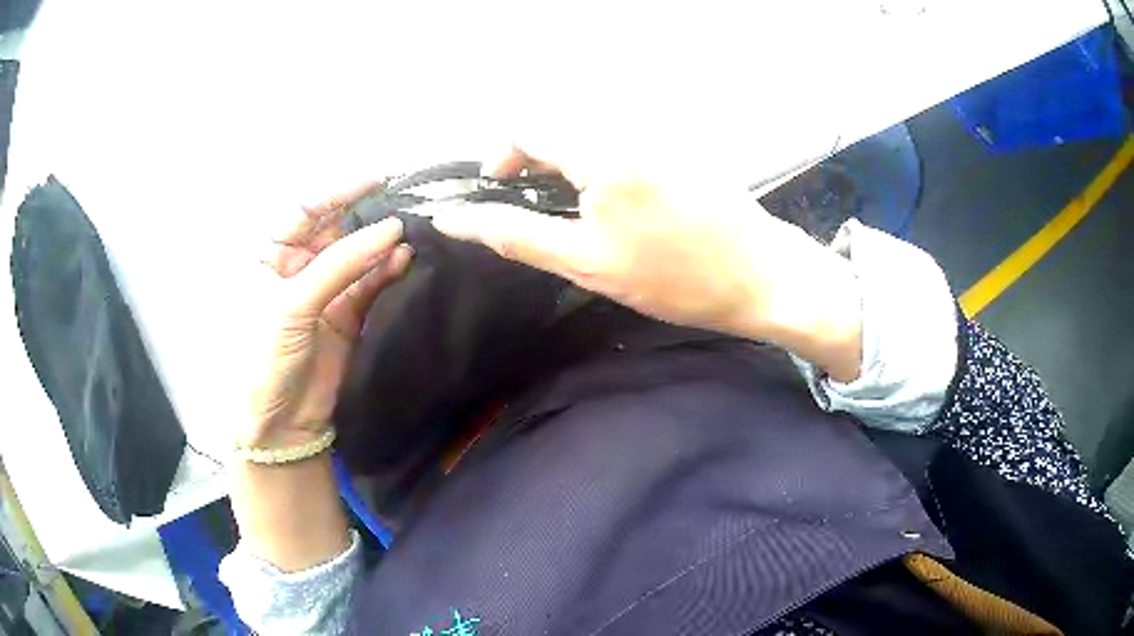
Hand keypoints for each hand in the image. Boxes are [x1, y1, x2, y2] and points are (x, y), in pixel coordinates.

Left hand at [245, 183, 413, 449]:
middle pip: (333, 230)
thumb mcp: (294, 303)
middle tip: (404, 203)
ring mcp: (323, 292)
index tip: (376, 180)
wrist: (280, 422)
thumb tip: (393, 229)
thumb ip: (342, 264)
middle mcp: (296, 267)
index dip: (337, 192)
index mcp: (270, 256)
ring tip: (412, 233)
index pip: (303, 210)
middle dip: (365, 217)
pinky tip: (405, 261)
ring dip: (380, 245)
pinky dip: (386, 273)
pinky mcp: (346, 316)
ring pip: (355, 257)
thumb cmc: (267, 357)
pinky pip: (368, 286)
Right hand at [433, 146, 862, 381]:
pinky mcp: (680, 142)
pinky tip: (614, 194)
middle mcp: (629, 126)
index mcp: (602, 150)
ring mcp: (660, 130)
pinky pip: (621, 134)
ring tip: (570, 201)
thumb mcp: (587, 262)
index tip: (501, 187)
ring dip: (565, 155)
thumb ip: (516, 234)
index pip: (528, 123)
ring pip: (589, 126)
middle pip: (558, 119)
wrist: (761, 275)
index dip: (502, 152)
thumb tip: (455, 219)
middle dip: (532, 153)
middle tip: (533, 199)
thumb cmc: (676, 277)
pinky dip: (598, 156)